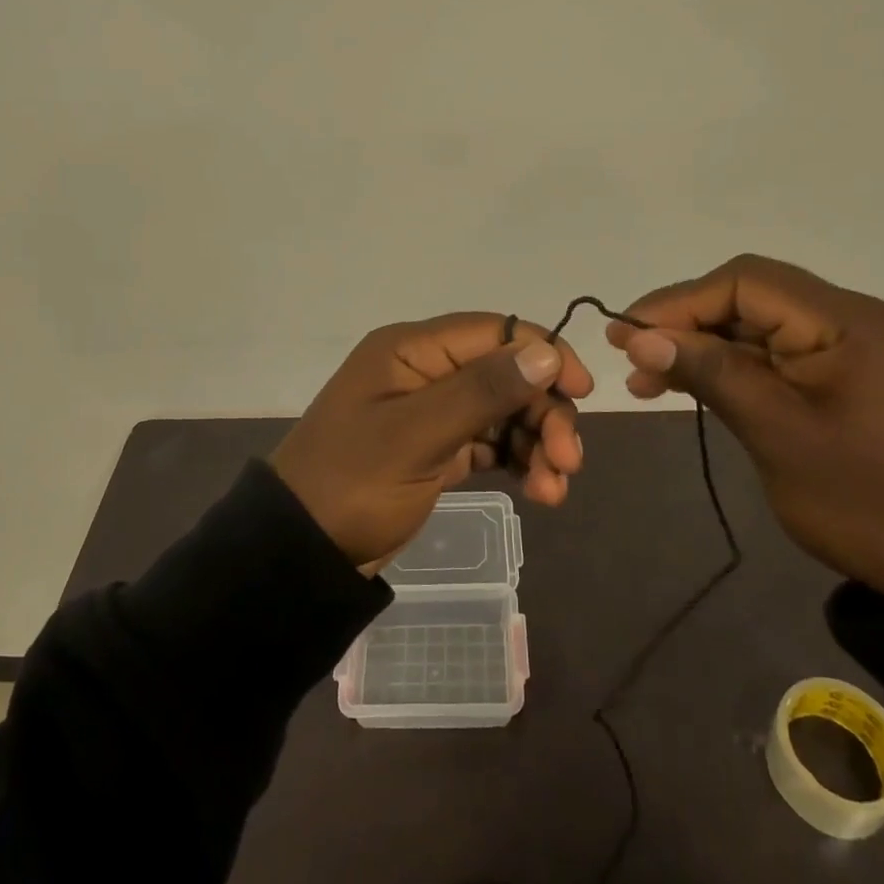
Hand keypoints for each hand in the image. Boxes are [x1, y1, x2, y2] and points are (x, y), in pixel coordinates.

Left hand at [271, 314, 593, 570]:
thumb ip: (481, 391)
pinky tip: (539, 491)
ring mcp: (432, 410)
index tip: (581, 390)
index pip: (493, 331)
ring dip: (537, 442)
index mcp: (412, 350)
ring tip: (554, 489)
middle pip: (505, 373)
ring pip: (504, 410)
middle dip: (543, 411)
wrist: (302, 551)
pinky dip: (518, 461)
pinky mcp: (438, 448)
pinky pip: (490, 441)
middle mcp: (426, 371)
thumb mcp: (416, 436)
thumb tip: (546, 352)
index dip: (542, 353)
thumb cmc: (353, 484)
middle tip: (569, 461)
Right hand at [608, 255, 883, 600]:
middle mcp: (851, 319)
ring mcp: (850, 348)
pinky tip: (689, 387)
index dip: (679, 301)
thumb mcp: (777, 434)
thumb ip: (710, 373)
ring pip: (756, 327)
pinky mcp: (844, 376)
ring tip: (647, 380)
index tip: (627, 333)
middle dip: (685, 323)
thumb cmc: (865, 501)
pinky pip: (775, 356)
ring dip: (701, 347)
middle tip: (631, 356)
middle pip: (749, 298)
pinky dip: (730, 368)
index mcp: (847, 321)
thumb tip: (640, 336)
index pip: (746, 282)